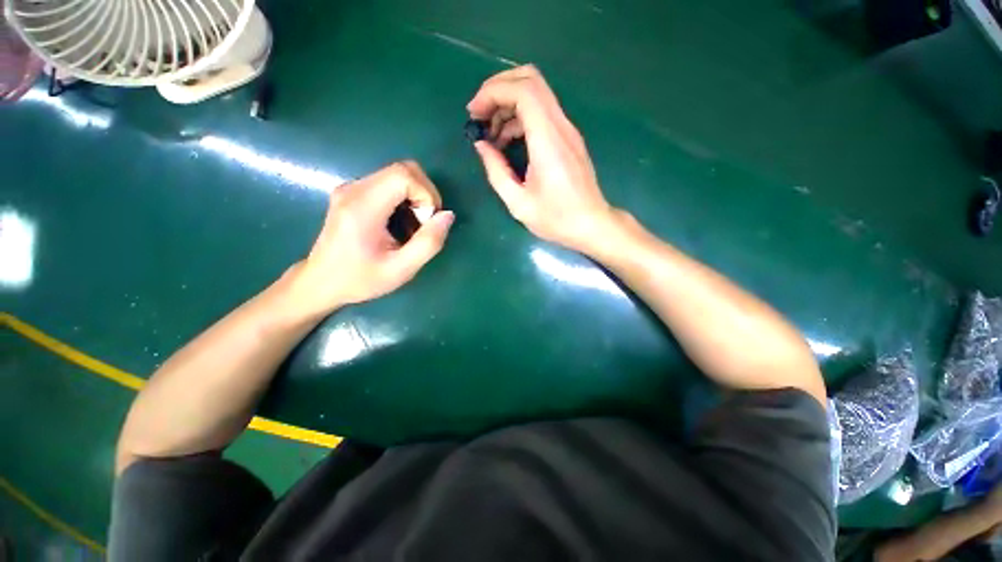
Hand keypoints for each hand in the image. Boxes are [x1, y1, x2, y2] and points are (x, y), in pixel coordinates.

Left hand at [289, 161, 453, 314]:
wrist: (321, 282)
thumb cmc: (360, 279)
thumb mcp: (401, 269)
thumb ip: (428, 243)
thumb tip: (447, 215)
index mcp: (363, 207)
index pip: (403, 174)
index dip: (426, 193)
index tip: (428, 221)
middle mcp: (354, 188)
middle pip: (402, 169)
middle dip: (424, 194)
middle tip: (423, 224)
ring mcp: (351, 187)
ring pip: (397, 175)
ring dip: (415, 197)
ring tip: (411, 227)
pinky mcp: (352, 192)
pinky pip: (388, 183)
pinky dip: (404, 199)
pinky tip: (399, 223)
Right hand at [468, 65, 614, 253]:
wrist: (591, 224)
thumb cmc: (556, 218)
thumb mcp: (518, 202)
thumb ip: (496, 171)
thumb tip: (481, 145)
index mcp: (547, 141)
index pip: (523, 91)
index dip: (493, 92)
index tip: (474, 113)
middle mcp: (560, 126)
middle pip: (531, 80)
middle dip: (498, 88)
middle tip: (479, 114)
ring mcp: (567, 130)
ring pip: (536, 94)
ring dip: (508, 104)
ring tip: (491, 135)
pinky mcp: (569, 138)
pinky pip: (542, 112)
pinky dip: (520, 117)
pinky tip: (508, 141)